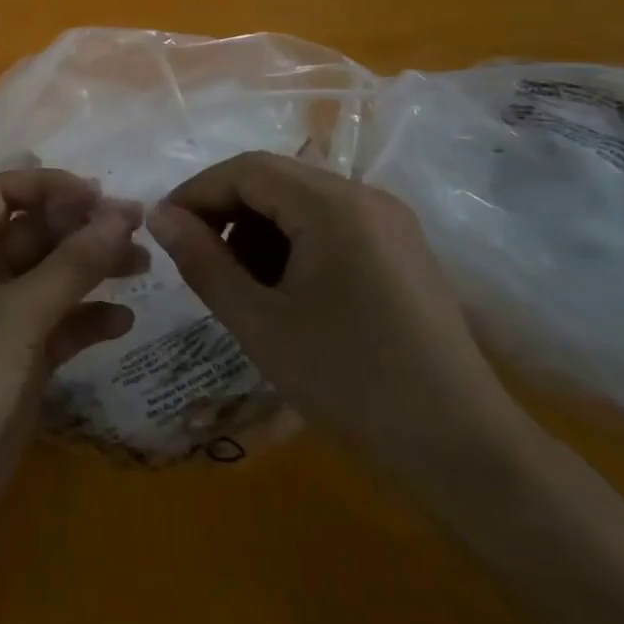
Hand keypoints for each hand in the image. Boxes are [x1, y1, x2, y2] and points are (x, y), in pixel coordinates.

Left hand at [0, 169, 146, 526]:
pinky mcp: (21, 355)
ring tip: (141, 264)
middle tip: (136, 227)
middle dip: (82, 228)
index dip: (50, 187)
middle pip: (35, 232)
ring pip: (52, 276)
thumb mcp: (18, 313)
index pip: (5, 192)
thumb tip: (121, 213)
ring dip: (93, 268)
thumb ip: (72, 264)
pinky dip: (89, 317)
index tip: (99, 195)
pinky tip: (123, 321)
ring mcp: (0, 316)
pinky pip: (60, 322)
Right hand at [146, 152, 532, 496]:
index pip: (246, 169)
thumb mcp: (260, 323)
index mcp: (333, 204)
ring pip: (301, 202)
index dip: (197, 193)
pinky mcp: (402, 251)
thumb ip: (202, 261)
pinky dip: (293, 245)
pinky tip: (284, 293)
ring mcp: (390, 222)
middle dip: (226, 212)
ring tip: (239, 285)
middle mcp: (365, 196)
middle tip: (196, 260)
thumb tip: (158, 215)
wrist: (465, 453)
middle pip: (275, 180)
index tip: (163, 231)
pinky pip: (331, 226)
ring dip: (258, 230)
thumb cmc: (351, 384)